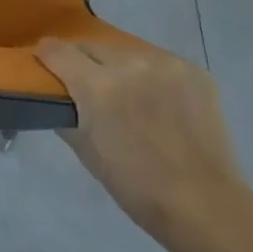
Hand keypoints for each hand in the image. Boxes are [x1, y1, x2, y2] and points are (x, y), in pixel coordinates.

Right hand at [37, 36, 250, 243]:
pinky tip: (160, 102)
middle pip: (92, 46)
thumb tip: (58, 95)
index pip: (57, 50)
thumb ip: (66, 113)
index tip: (46, 64)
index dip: (47, 56)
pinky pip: (158, 63)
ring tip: (130, 96)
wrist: (205, 205)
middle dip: (85, 63)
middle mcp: (129, 64)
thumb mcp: (85, 151)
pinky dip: (153, 77)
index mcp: (97, 86)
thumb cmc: (136, 186)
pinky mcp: (193, 70)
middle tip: (90, 87)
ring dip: (120, 68)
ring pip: (126, 52)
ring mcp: (165, 64)